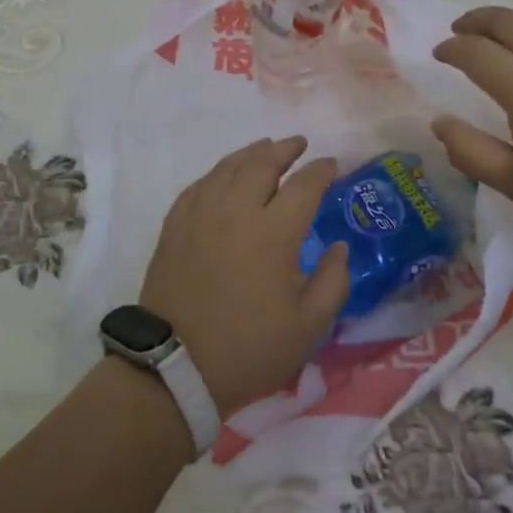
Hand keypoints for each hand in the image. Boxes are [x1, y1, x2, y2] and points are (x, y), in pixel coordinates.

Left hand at [138, 137, 349, 415]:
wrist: (175, 368)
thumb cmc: (249, 349)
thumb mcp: (308, 326)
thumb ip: (333, 281)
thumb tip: (338, 248)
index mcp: (274, 233)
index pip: (303, 185)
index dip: (321, 170)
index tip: (332, 165)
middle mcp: (236, 212)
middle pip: (262, 164)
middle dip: (285, 150)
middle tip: (299, 145)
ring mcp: (200, 215)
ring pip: (227, 168)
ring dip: (251, 153)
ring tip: (265, 148)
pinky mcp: (174, 227)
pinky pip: (199, 185)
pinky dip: (218, 173)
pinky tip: (224, 176)